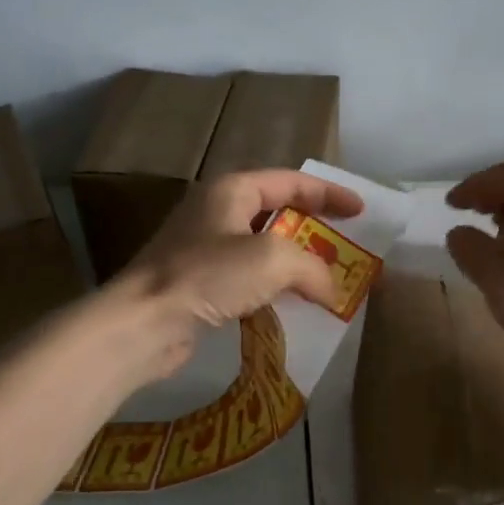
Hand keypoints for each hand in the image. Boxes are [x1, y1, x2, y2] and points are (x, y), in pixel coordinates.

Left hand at [114, 169, 364, 378]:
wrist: (143, 323)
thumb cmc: (207, 276)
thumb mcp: (272, 260)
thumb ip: (312, 268)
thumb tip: (331, 290)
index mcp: (232, 190)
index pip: (290, 181)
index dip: (329, 193)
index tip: (360, 211)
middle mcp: (216, 212)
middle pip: (276, 211)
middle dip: (313, 228)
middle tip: (344, 245)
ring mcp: (204, 249)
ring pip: (262, 247)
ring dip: (295, 262)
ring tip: (325, 278)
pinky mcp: (199, 284)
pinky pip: (247, 278)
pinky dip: (274, 287)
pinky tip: (290, 306)